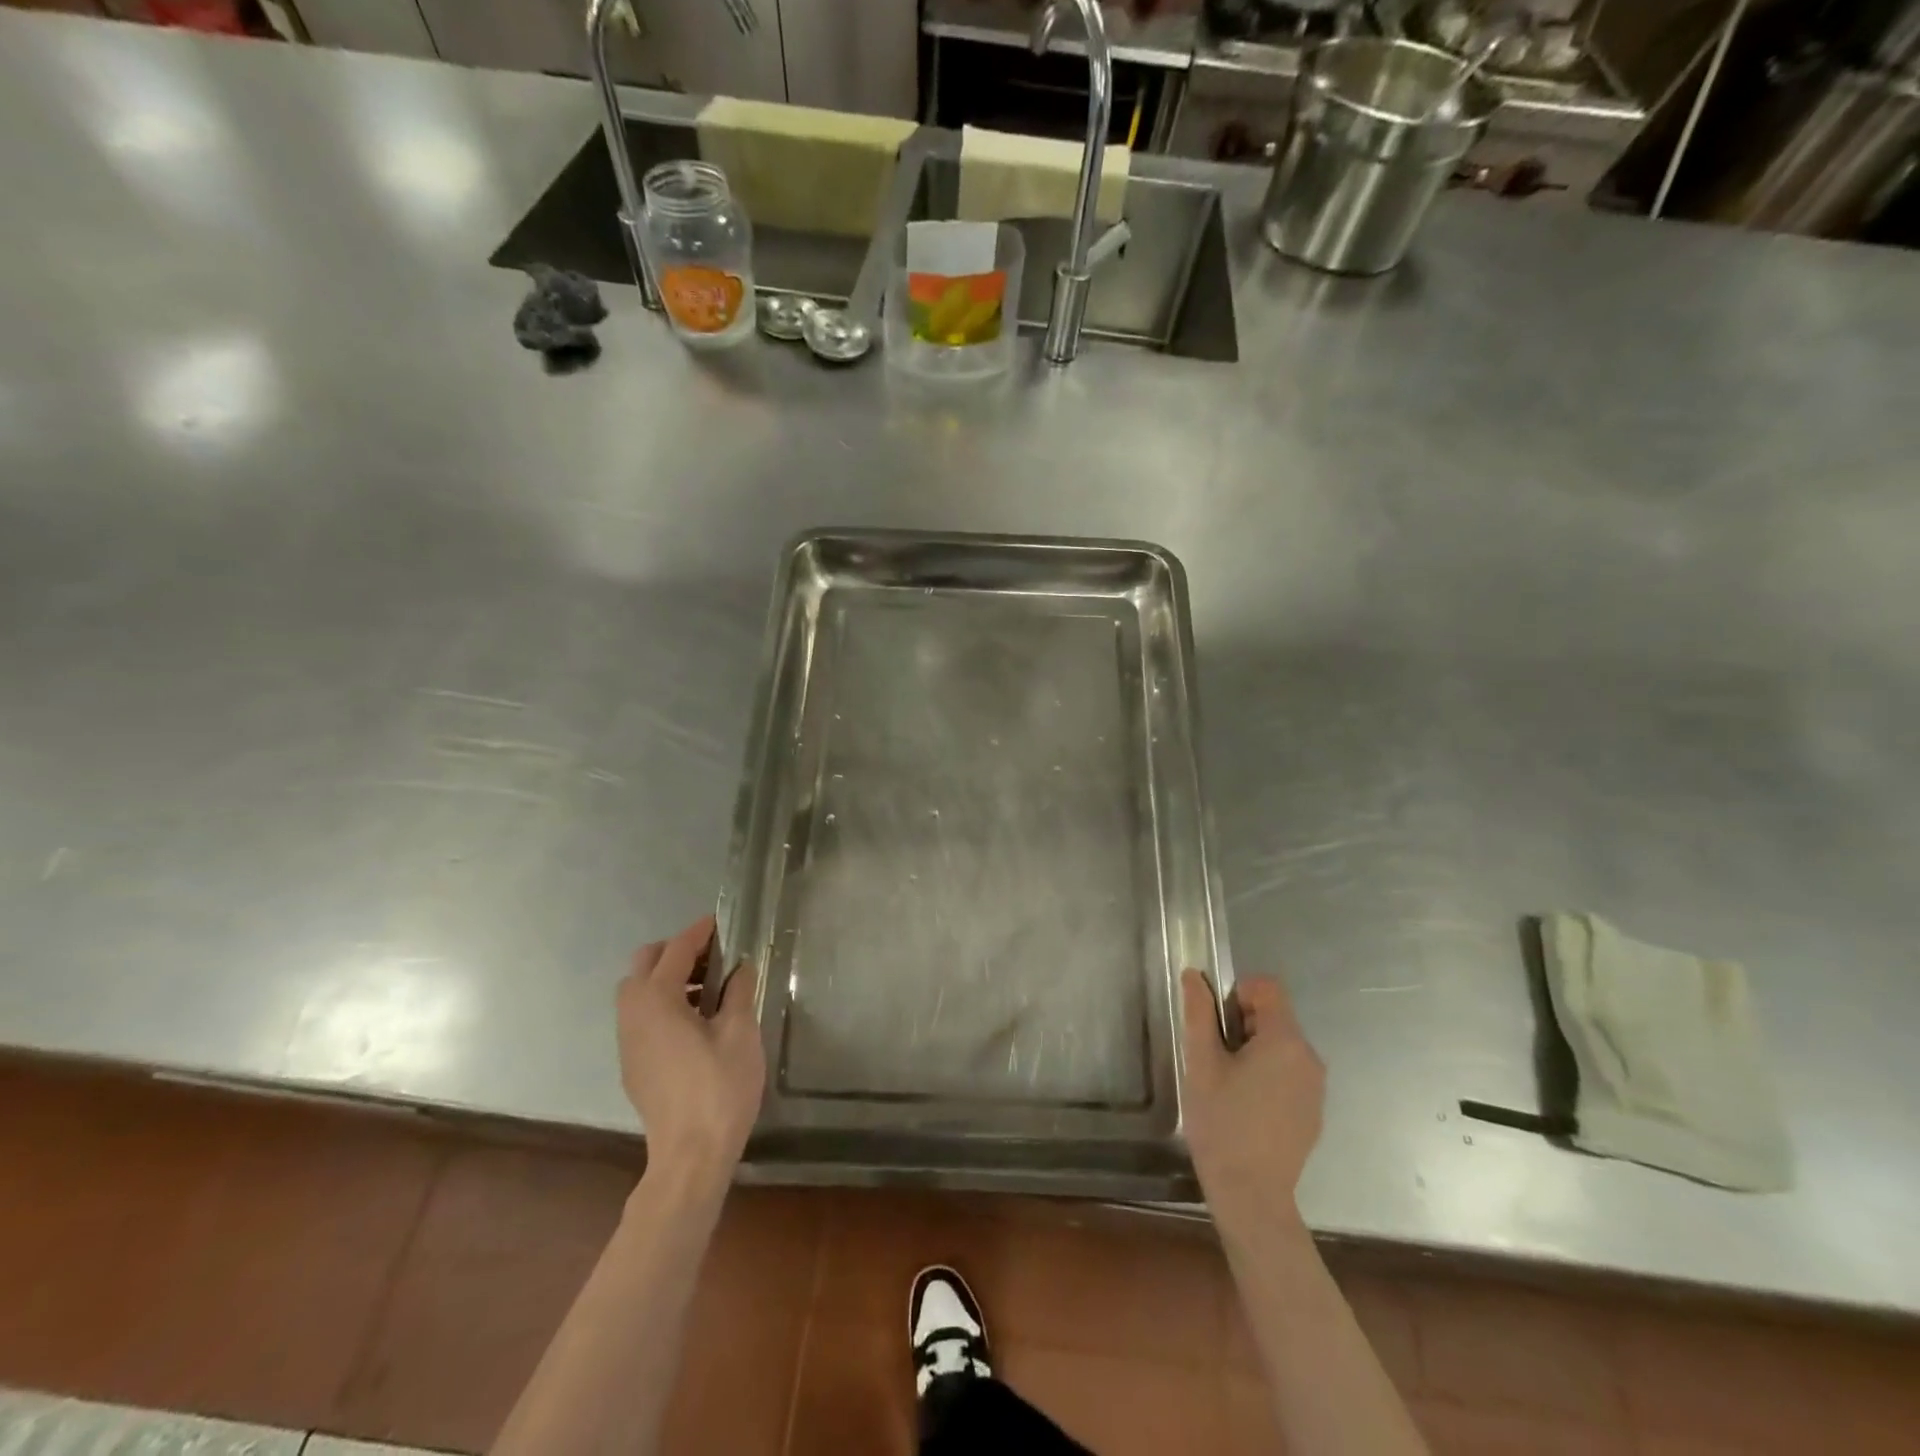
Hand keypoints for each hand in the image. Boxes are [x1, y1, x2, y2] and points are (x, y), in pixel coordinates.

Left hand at [617, 916, 765, 1184]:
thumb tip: (741, 966)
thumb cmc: (719, 1087)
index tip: (722, 922)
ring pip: (638, 991)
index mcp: (657, 999)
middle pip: (645, 963)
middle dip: (677, 951)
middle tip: (715, 956)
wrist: (690, 1155)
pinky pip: (641, 1016)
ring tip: (709, 988)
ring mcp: (628, 1041)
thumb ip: (739, 991)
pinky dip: (663, 1003)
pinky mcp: (632, 1063)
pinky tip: (695, 1021)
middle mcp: (633, 1014)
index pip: (676, 950)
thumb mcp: (740, 1032)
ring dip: (668, 977)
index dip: (700, 931)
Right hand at [1180, 968, 1325, 1225]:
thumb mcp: (1201, 1063)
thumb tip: (1194, 975)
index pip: (1267, 987)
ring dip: (1253, 1050)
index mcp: (1285, 1041)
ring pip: (1280, 1045)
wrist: (1252, 1196)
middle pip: (1274, 1016)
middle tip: (1216, 1059)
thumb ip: (1199, 1013)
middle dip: (1242, 1025)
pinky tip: (1246, 1108)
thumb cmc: (1222, 1123)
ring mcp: (1316, 1087)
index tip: (1217, 1026)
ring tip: (1228, 1085)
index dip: (1237, 993)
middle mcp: (1309, 1058)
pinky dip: (1267, 1075)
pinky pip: (1289, 1072)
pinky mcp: (1313, 1111)